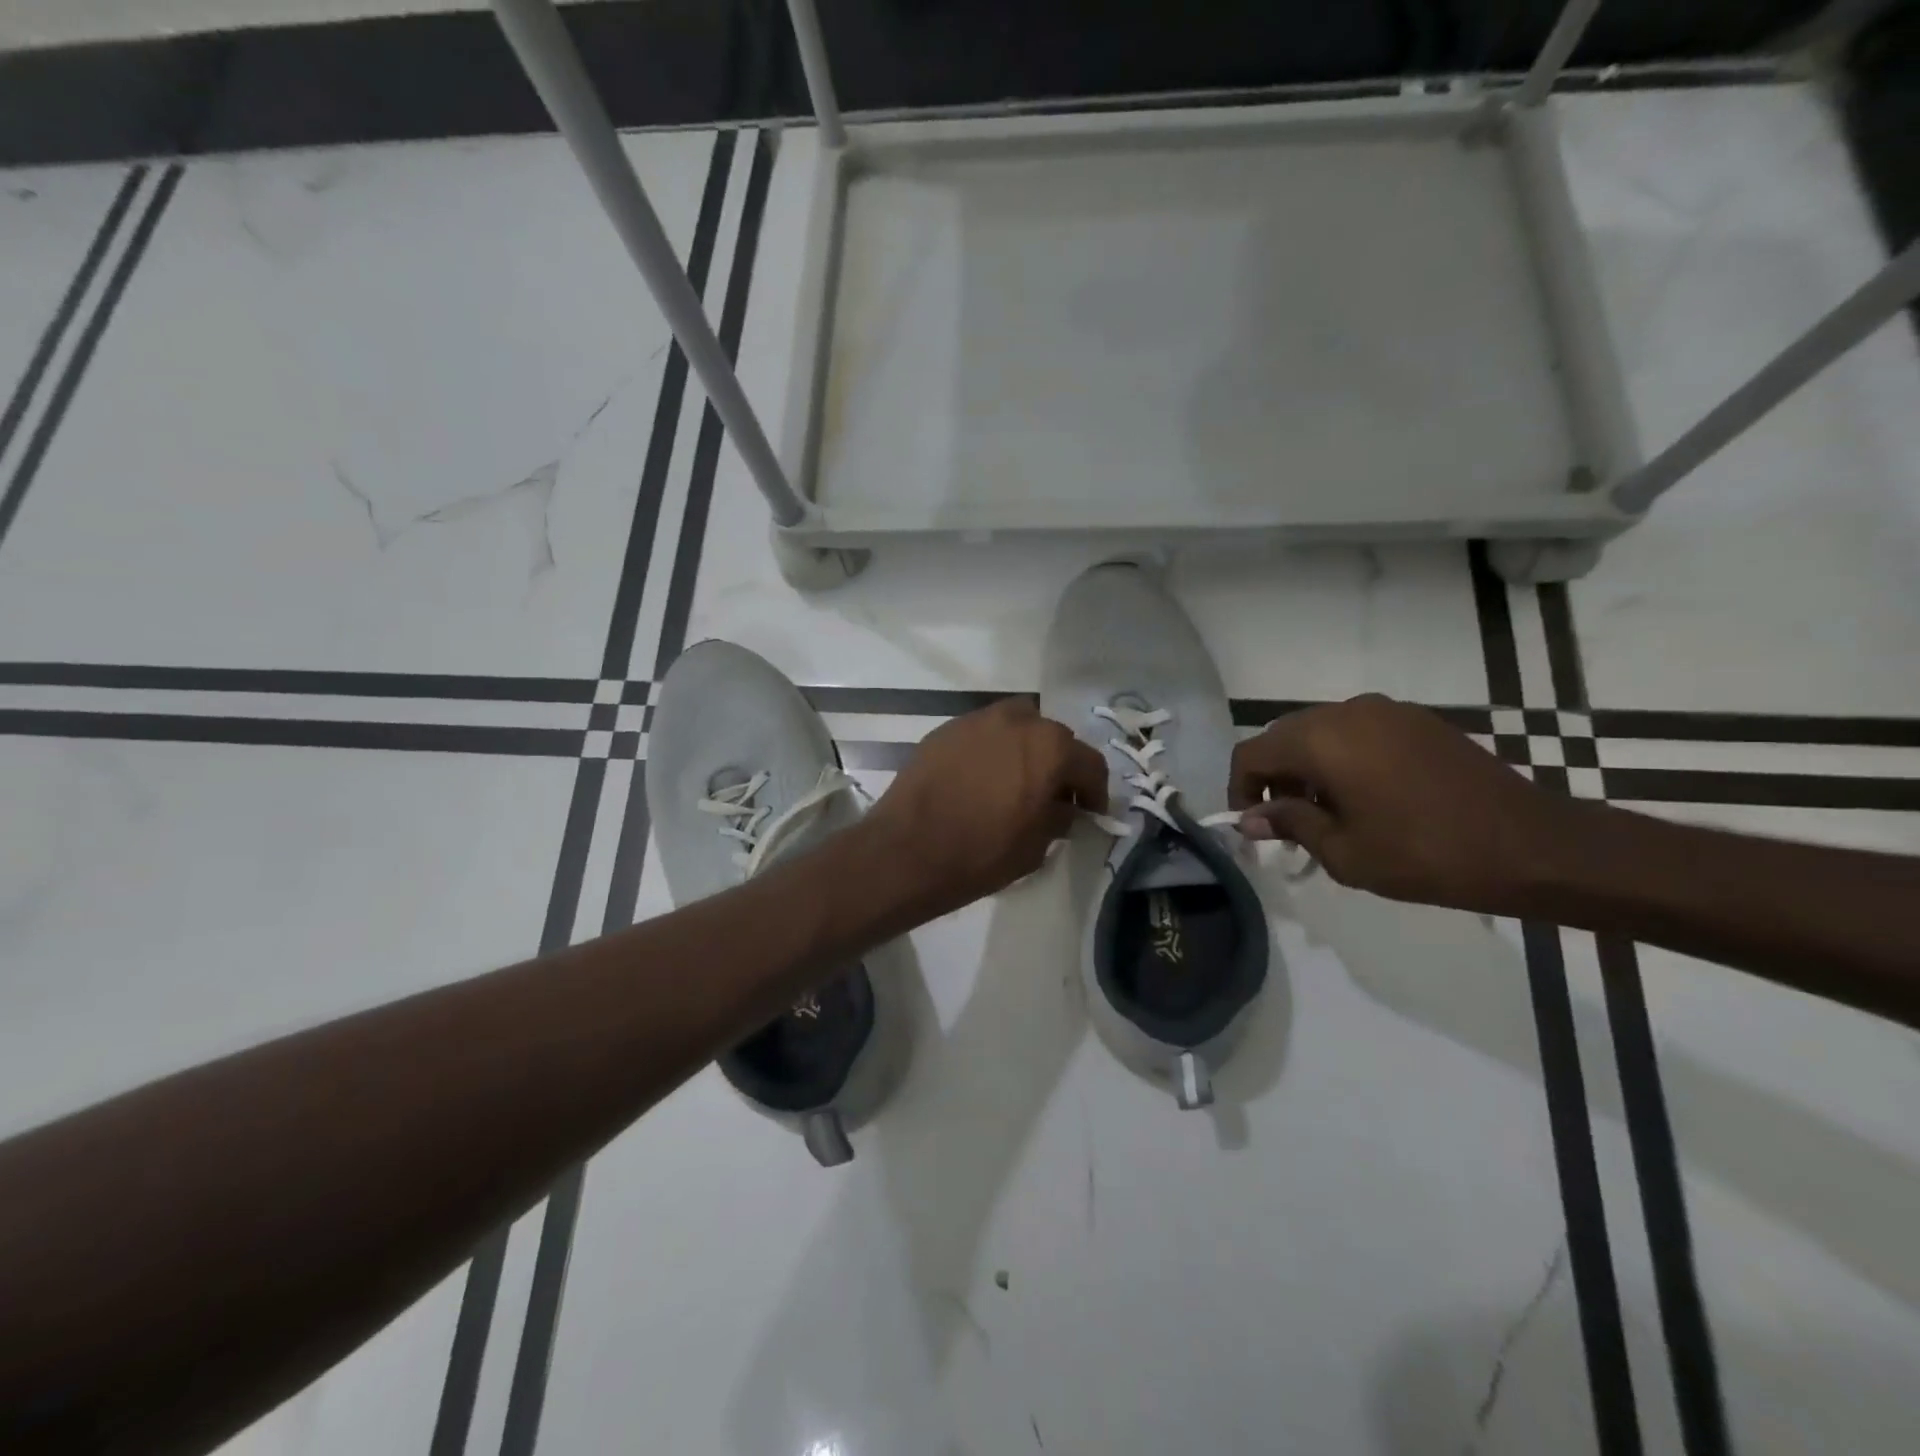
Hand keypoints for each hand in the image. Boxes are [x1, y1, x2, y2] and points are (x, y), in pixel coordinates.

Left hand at [864, 697, 1108, 918]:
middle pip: (1053, 737)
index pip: (1089, 763)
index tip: (1090, 812)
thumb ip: (1059, 817)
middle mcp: (1017, 721)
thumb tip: (1064, 807)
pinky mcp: (945, 730)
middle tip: (1053, 795)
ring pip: (1016, 726)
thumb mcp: (1036, 846)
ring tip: (1016, 780)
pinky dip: (991, 750)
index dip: (1095, 791)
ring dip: (1025, 748)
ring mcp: (977, 720)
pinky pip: (982, 734)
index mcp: (1049, 747)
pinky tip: (981, 778)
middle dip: (1059, 764)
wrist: (907, 851)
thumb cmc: (981, 853)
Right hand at [1229, 694, 1572, 914]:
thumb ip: (1289, 824)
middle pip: (1284, 736)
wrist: (1529, 845)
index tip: (1252, 825)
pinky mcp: (1416, 720)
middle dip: (1274, 777)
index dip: (1240, 788)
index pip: (1253, 753)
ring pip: (1320, 731)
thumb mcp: (1344, 851)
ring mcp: (1385, 711)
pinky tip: (1366, 796)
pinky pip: (1357, 731)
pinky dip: (1342, 757)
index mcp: (1321, 740)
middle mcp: (1347, 712)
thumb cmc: (1424, 854)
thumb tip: (1250, 818)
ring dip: (1308, 766)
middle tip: (1287, 822)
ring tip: (1328, 812)